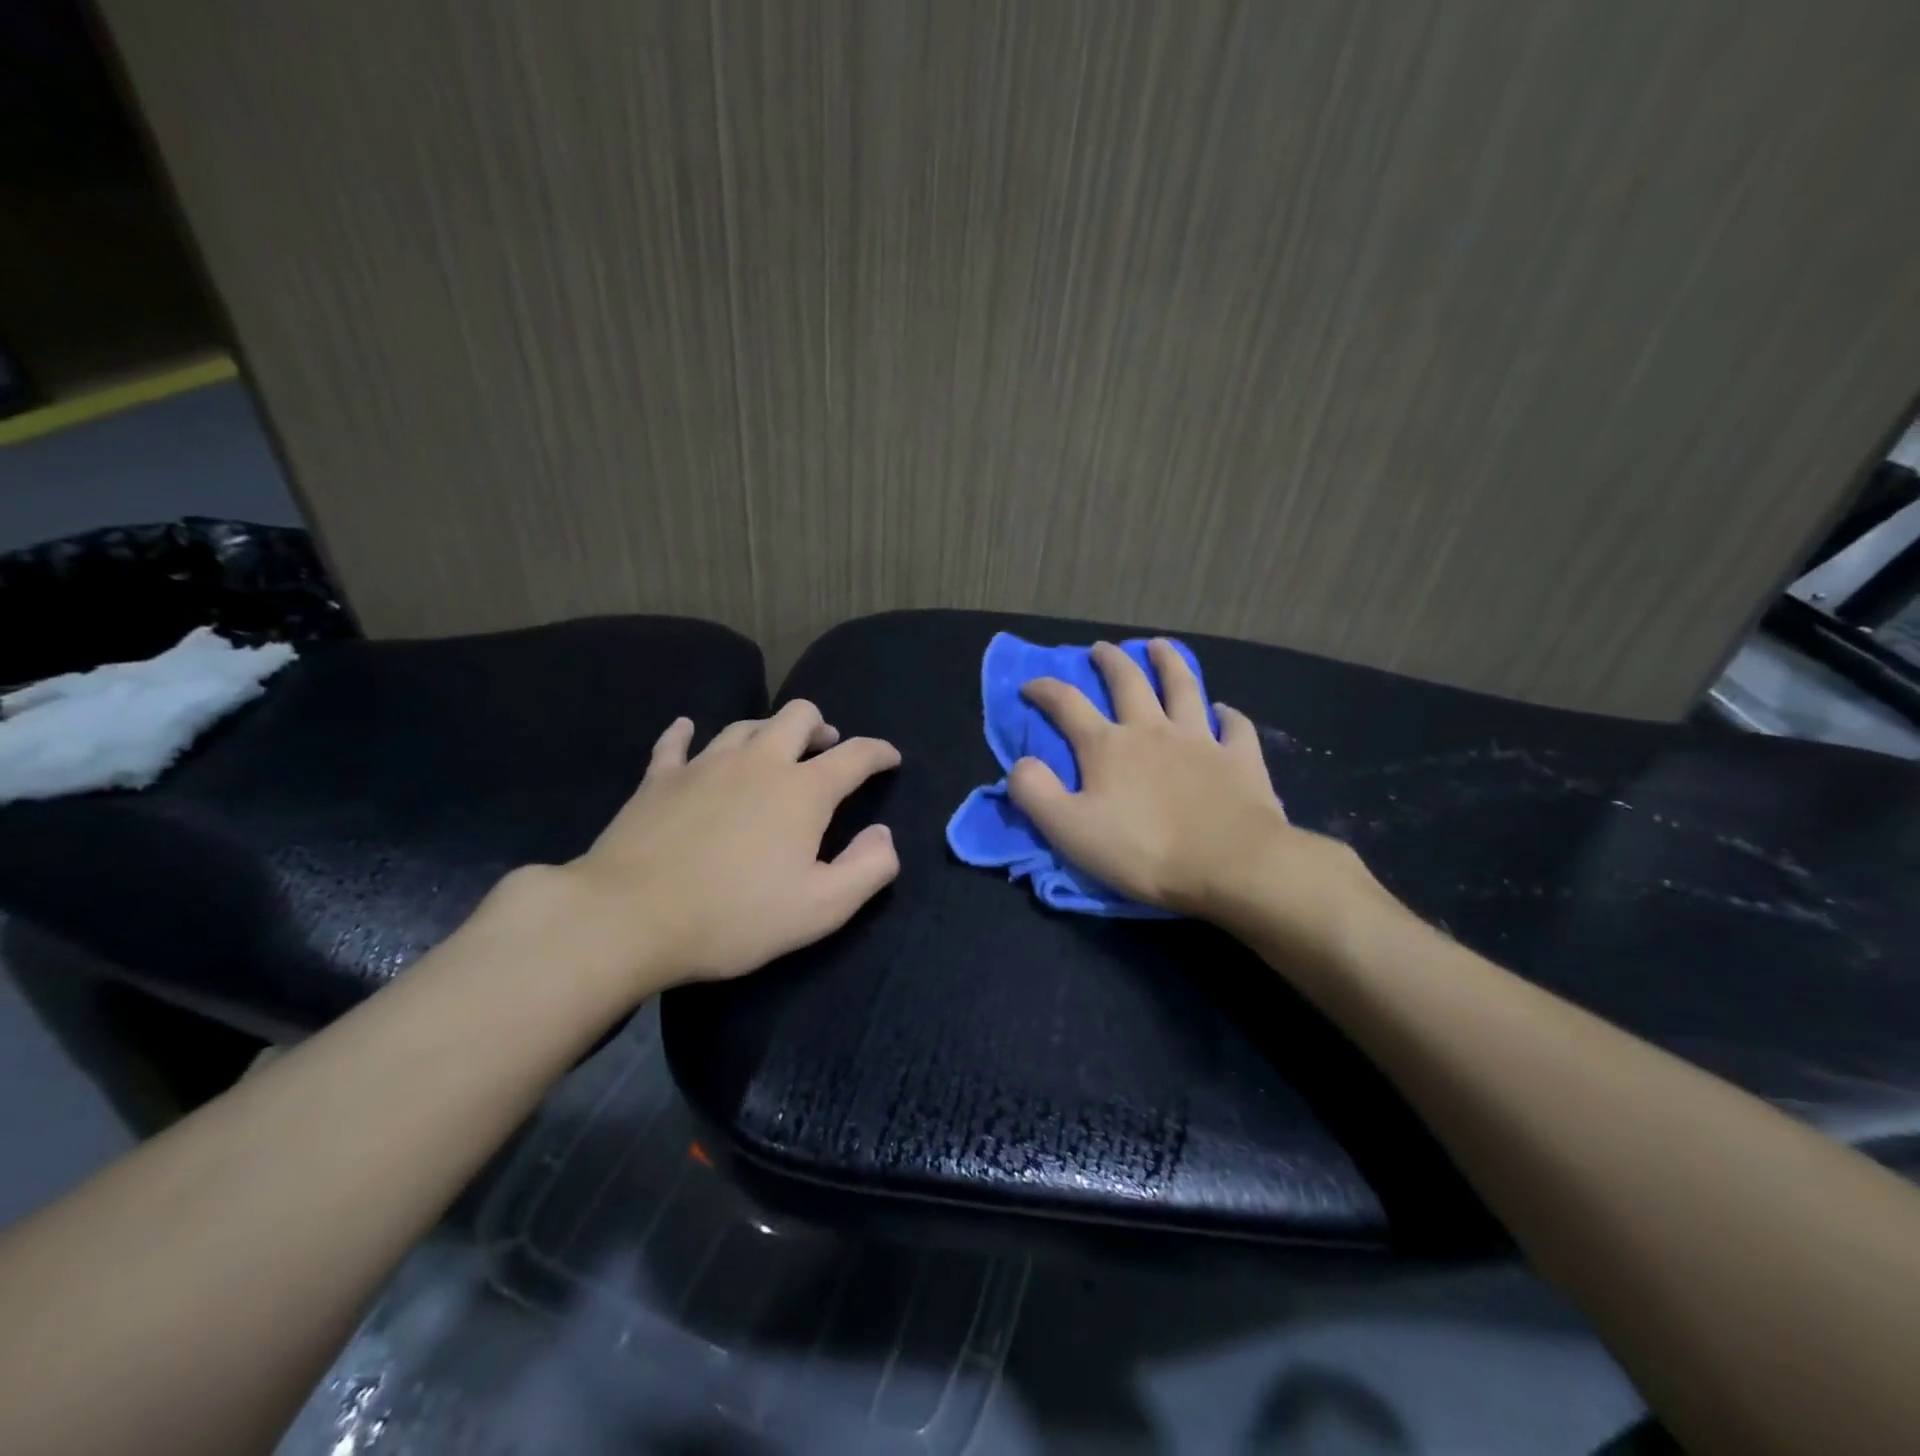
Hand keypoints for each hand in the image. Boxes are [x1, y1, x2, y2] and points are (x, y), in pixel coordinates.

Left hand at [523, 700, 901, 999]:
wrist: (629, 918)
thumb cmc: (734, 917)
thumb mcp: (821, 909)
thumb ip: (868, 869)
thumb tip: (884, 835)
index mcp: (803, 790)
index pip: (855, 755)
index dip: (879, 752)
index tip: (890, 758)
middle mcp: (759, 762)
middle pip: (798, 716)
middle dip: (820, 727)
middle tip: (825, 750)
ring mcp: (705, 764)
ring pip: (745, 725)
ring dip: (768, 732)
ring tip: (773, 753)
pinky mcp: (660, 778)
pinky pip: (677, 742)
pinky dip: (688, 733)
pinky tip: (689, 731)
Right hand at [1009, 640, 1379, 943]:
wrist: (1229, 864)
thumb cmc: (1143, 850)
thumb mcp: (1069, 830)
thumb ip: (1035, 793)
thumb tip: (1020, 763)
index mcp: (1108, 746)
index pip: (1068, 705)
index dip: (1045, 690)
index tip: (1031, 685)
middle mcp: (1152, 730)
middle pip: (1128, 682)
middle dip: (1110, 662)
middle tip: (1101, 649)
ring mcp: (1199, 740)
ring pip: (1182, 688)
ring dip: (1169, 663)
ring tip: (1159, 647)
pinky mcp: (1239, 758)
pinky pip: (1234, 726)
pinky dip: (1227, 714)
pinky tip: (1223, 711)